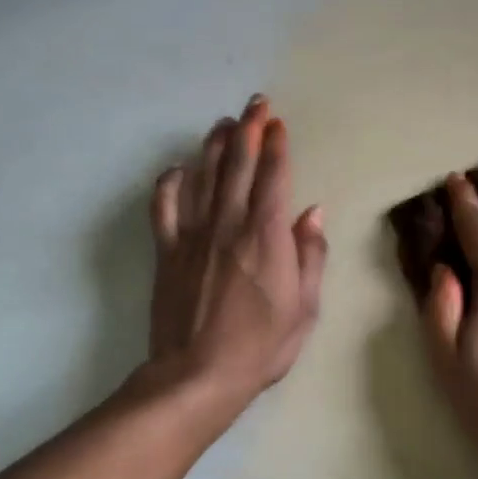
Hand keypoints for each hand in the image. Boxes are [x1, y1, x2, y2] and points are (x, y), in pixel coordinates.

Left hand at [147, 96, 327, 413]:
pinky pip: (164, 206)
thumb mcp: (305, 308)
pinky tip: (178, 170)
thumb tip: (313, 213)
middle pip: (237, 164)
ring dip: (212, 145)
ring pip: (202, 176)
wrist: (198, 374)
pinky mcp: (167, 251)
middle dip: (247, 129)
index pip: (273, 176)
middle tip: (254, 104)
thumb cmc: (261, 346)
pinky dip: (170, 183)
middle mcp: (228, 224)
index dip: (276, 145)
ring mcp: (192, 235)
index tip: (277, 122)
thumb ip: (311, 256)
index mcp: (266, 236)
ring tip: (222, 124)